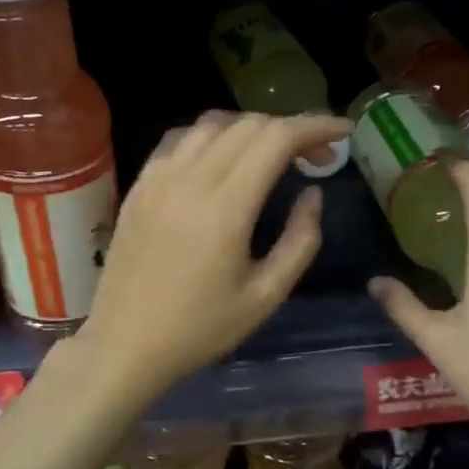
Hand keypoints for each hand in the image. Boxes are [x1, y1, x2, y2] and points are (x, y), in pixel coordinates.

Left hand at [72, 112, 351, 402]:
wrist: (125, 344)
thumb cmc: (200, 329)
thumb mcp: (266, 296)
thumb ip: (300, 241)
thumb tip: (313, 194)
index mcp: (226, 208)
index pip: (277, 139)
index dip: (316, 126)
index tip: (343, 133)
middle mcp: (190, 179)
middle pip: (249, 124)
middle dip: (291, 129)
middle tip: (316, 158)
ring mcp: (158, 179)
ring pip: (212, 124)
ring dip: (251, 129)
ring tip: (272, 157)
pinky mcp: (139, 186)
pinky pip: (179, 139)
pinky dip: (211, 137)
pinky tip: (222, 160)